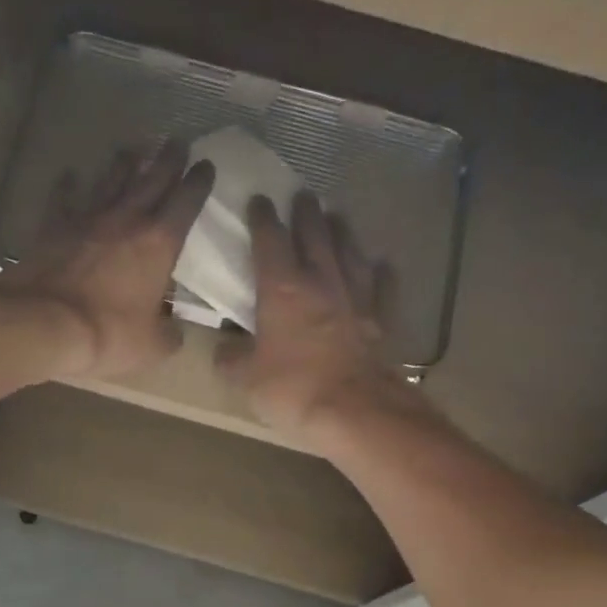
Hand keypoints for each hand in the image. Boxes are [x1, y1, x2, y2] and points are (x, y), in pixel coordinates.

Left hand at [13, 141, 214, 379]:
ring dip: (125, 162)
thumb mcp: (152, 346)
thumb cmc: (108, 334)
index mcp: (159, 243)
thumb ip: (169, 335)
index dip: (199, 182)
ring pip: (111, 180)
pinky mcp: (54, 227)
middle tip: (178, 141)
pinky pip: (63, 198)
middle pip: (152, 179)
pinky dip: (68, 185)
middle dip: (169, 159)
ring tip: (134, 147)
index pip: (187, 202)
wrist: (45, 323)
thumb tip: (175, 332)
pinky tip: (70, 174)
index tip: (207, 165)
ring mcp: (87, 219)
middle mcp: (126, 220)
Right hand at [217, 193, 425, 437]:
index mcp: (282, 288)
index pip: (269, 240)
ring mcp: (356, 297)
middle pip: (314, 235)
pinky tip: (381, 265)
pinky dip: (380, 273)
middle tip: (302, 195)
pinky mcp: (381, 319)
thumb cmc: (293, 388)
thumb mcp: (246, 378)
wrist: (356, 410)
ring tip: (337, 217)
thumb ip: (232, 358)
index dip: (262, 218)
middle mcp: (321, 281)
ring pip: (349, 252)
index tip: (258, 200)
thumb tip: (224, 348)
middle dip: (305, 213)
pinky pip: (382, 287)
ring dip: (341, 232)